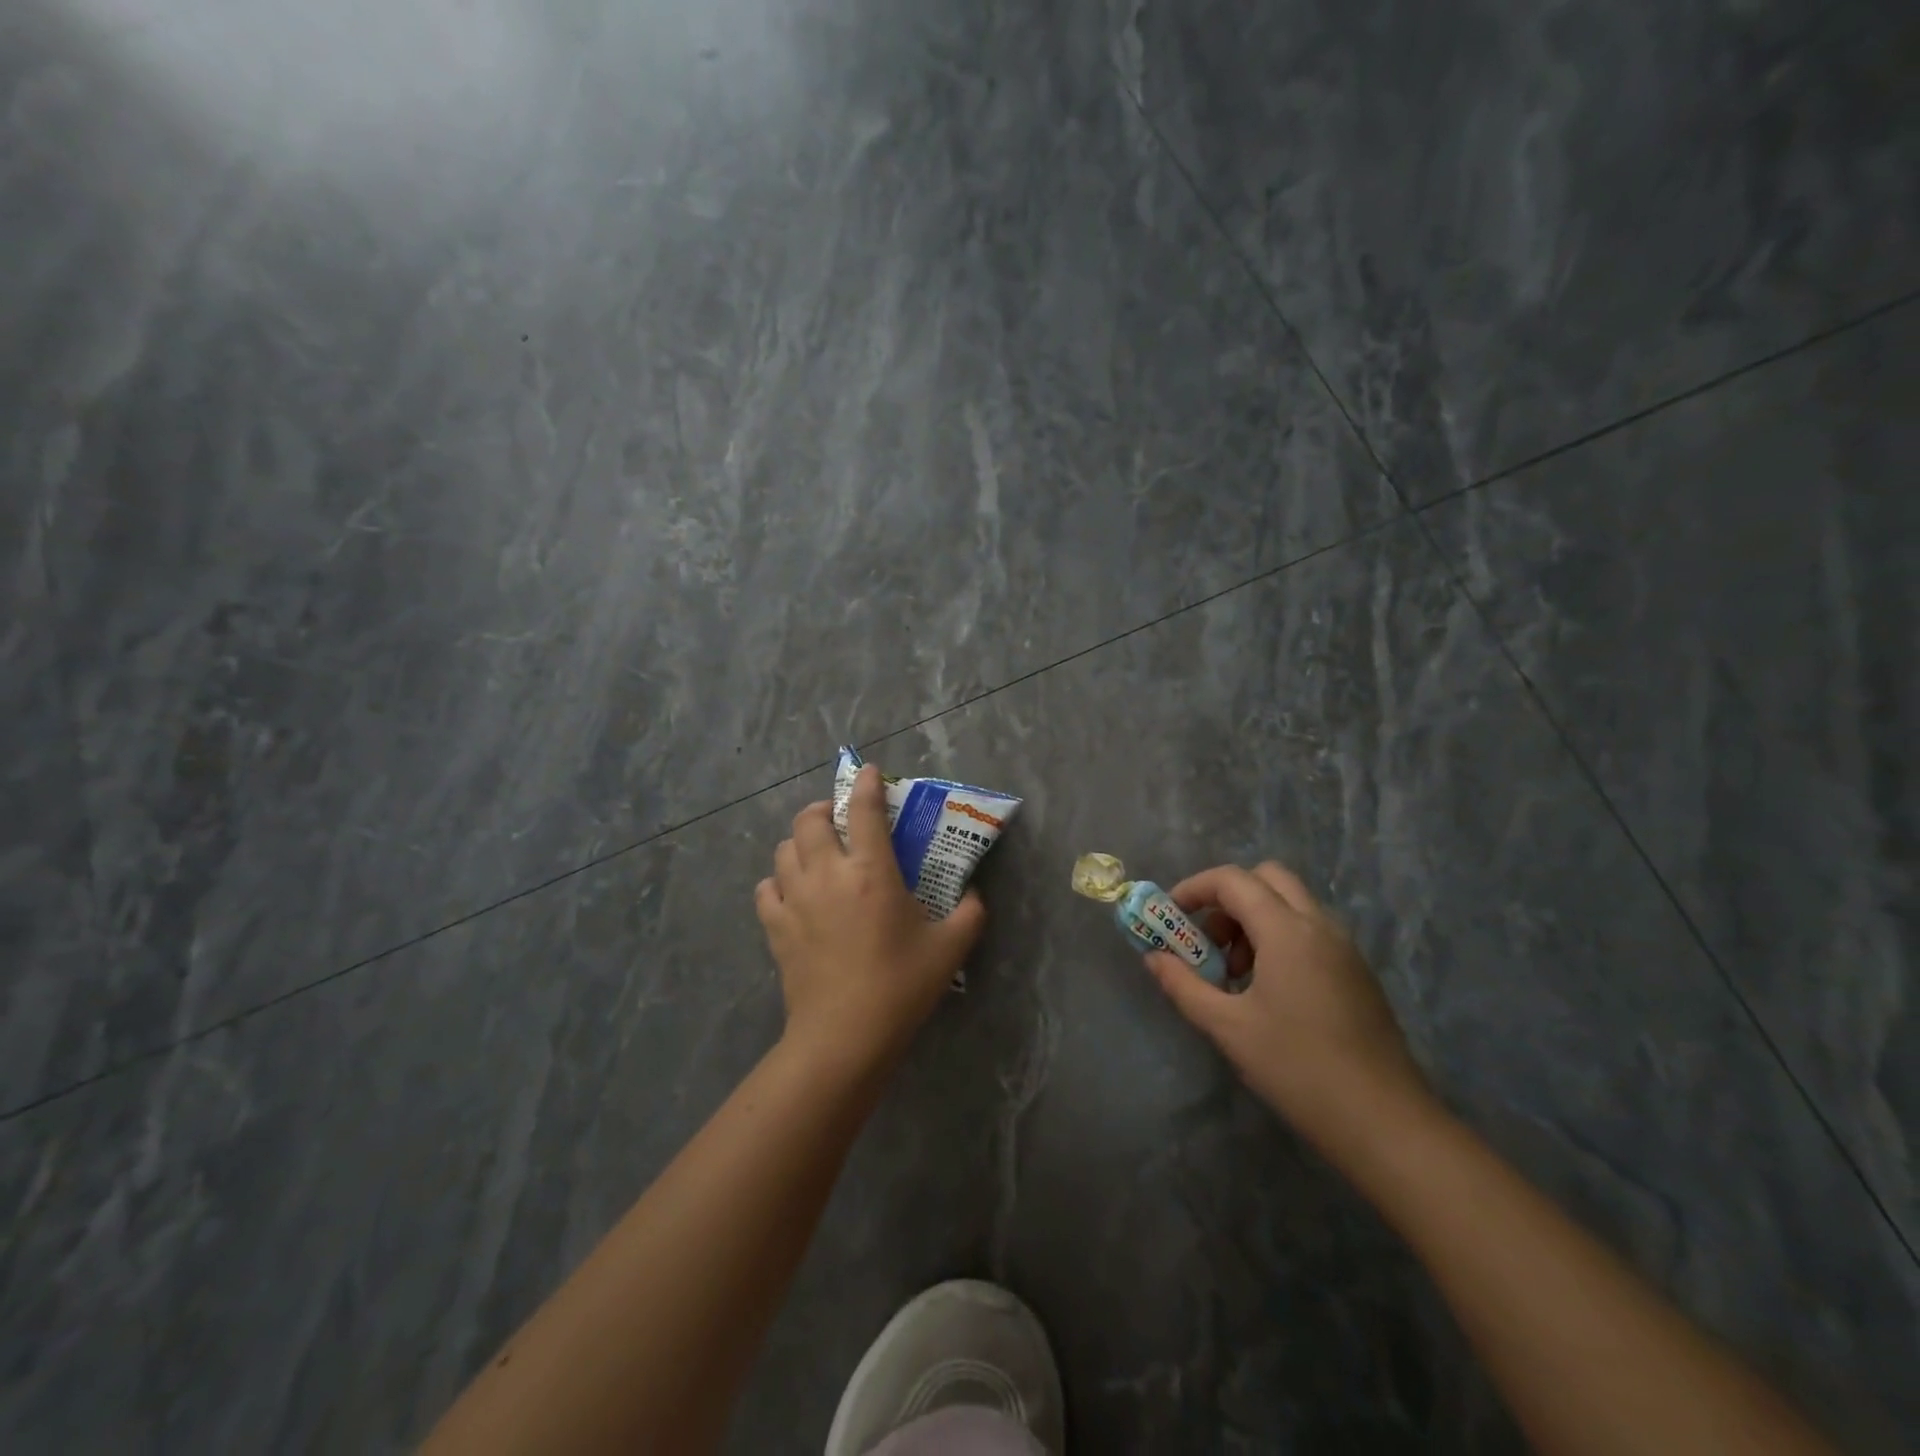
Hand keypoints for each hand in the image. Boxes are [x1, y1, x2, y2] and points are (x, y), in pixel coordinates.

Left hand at [756, 765, 985, 1074]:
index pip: (864, 810)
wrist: (844, 1036)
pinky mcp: (775, 926)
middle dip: (823, 808)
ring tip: (816, 852)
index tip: (869, 772)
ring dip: (799, 841)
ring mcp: (795, 899)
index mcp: (871, 871)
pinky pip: (767, 887)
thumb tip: (975, 896)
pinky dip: (778, 881)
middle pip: (809, 819)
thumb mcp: (950, 948)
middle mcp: (827, 874)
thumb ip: (969, 913)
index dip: (866, 784)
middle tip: (838, 818)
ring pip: (783, 848)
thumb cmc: (900, 986)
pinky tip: (792, 892)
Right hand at [1143, 862, 1432, 1154]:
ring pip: (1291, 904)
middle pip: (1267, 878)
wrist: (1386, 1124)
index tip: (1171, 915)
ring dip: (1254, 919)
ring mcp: (1344, 948)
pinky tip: (1268, 992)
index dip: (1194, 888)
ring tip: (1235, 973)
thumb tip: (1153, 958)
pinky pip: (1310, 931)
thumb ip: (1184, 985)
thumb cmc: (1298, 1069)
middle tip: (1208, 939)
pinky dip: (1279, 938)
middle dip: (1229, 898)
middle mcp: (1319, 926)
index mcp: (1287, 931)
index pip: (1232, 880)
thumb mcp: (1228, 1028)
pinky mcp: (1357, 972)